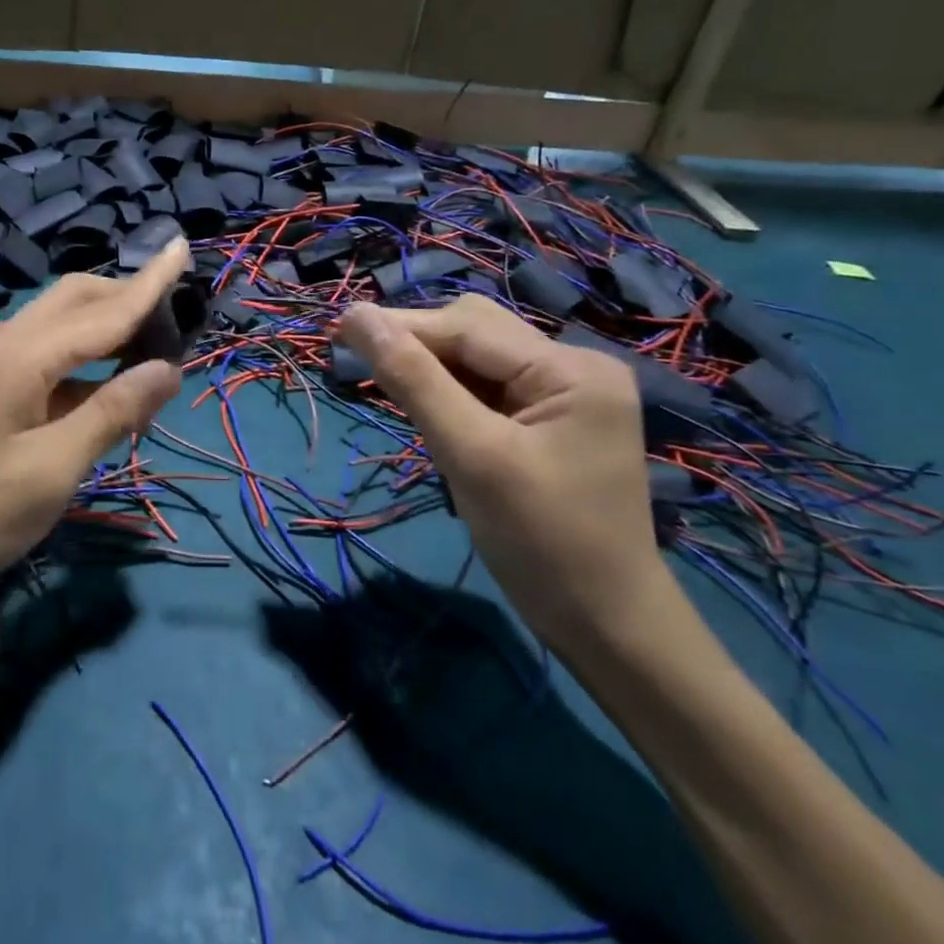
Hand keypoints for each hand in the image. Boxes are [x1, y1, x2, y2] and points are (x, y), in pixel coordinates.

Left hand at [0, 238, 190, 607]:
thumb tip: (168, 368)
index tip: (184, 248)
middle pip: (75, 299)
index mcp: (24, 356)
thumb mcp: (50, 472)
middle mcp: (4, 343)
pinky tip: (97, 390)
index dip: (151, 284)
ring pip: (57, 325)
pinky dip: (79, 359)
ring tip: (147, 354)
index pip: (105, 310)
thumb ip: (111, 413)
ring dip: (103, 328)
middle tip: (174, 317)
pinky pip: (40, 355)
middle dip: (126, 297)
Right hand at [336, 296, 667, 654]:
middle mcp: (574, 366)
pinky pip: (488, 386)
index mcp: (571, 369)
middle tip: (360, 365)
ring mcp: (566, 394)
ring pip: (477, 357)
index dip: (399, 326)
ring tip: (388, 388)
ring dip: (429, 367)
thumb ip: (413, 380)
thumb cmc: (542, 543)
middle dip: (416, 344)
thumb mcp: (470, 456)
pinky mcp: (552, 419)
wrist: (607, 627)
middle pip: (474, 332)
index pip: (466, 327)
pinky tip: (426, 409)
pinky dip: (450, 391)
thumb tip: (357, 317)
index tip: (337, 329)